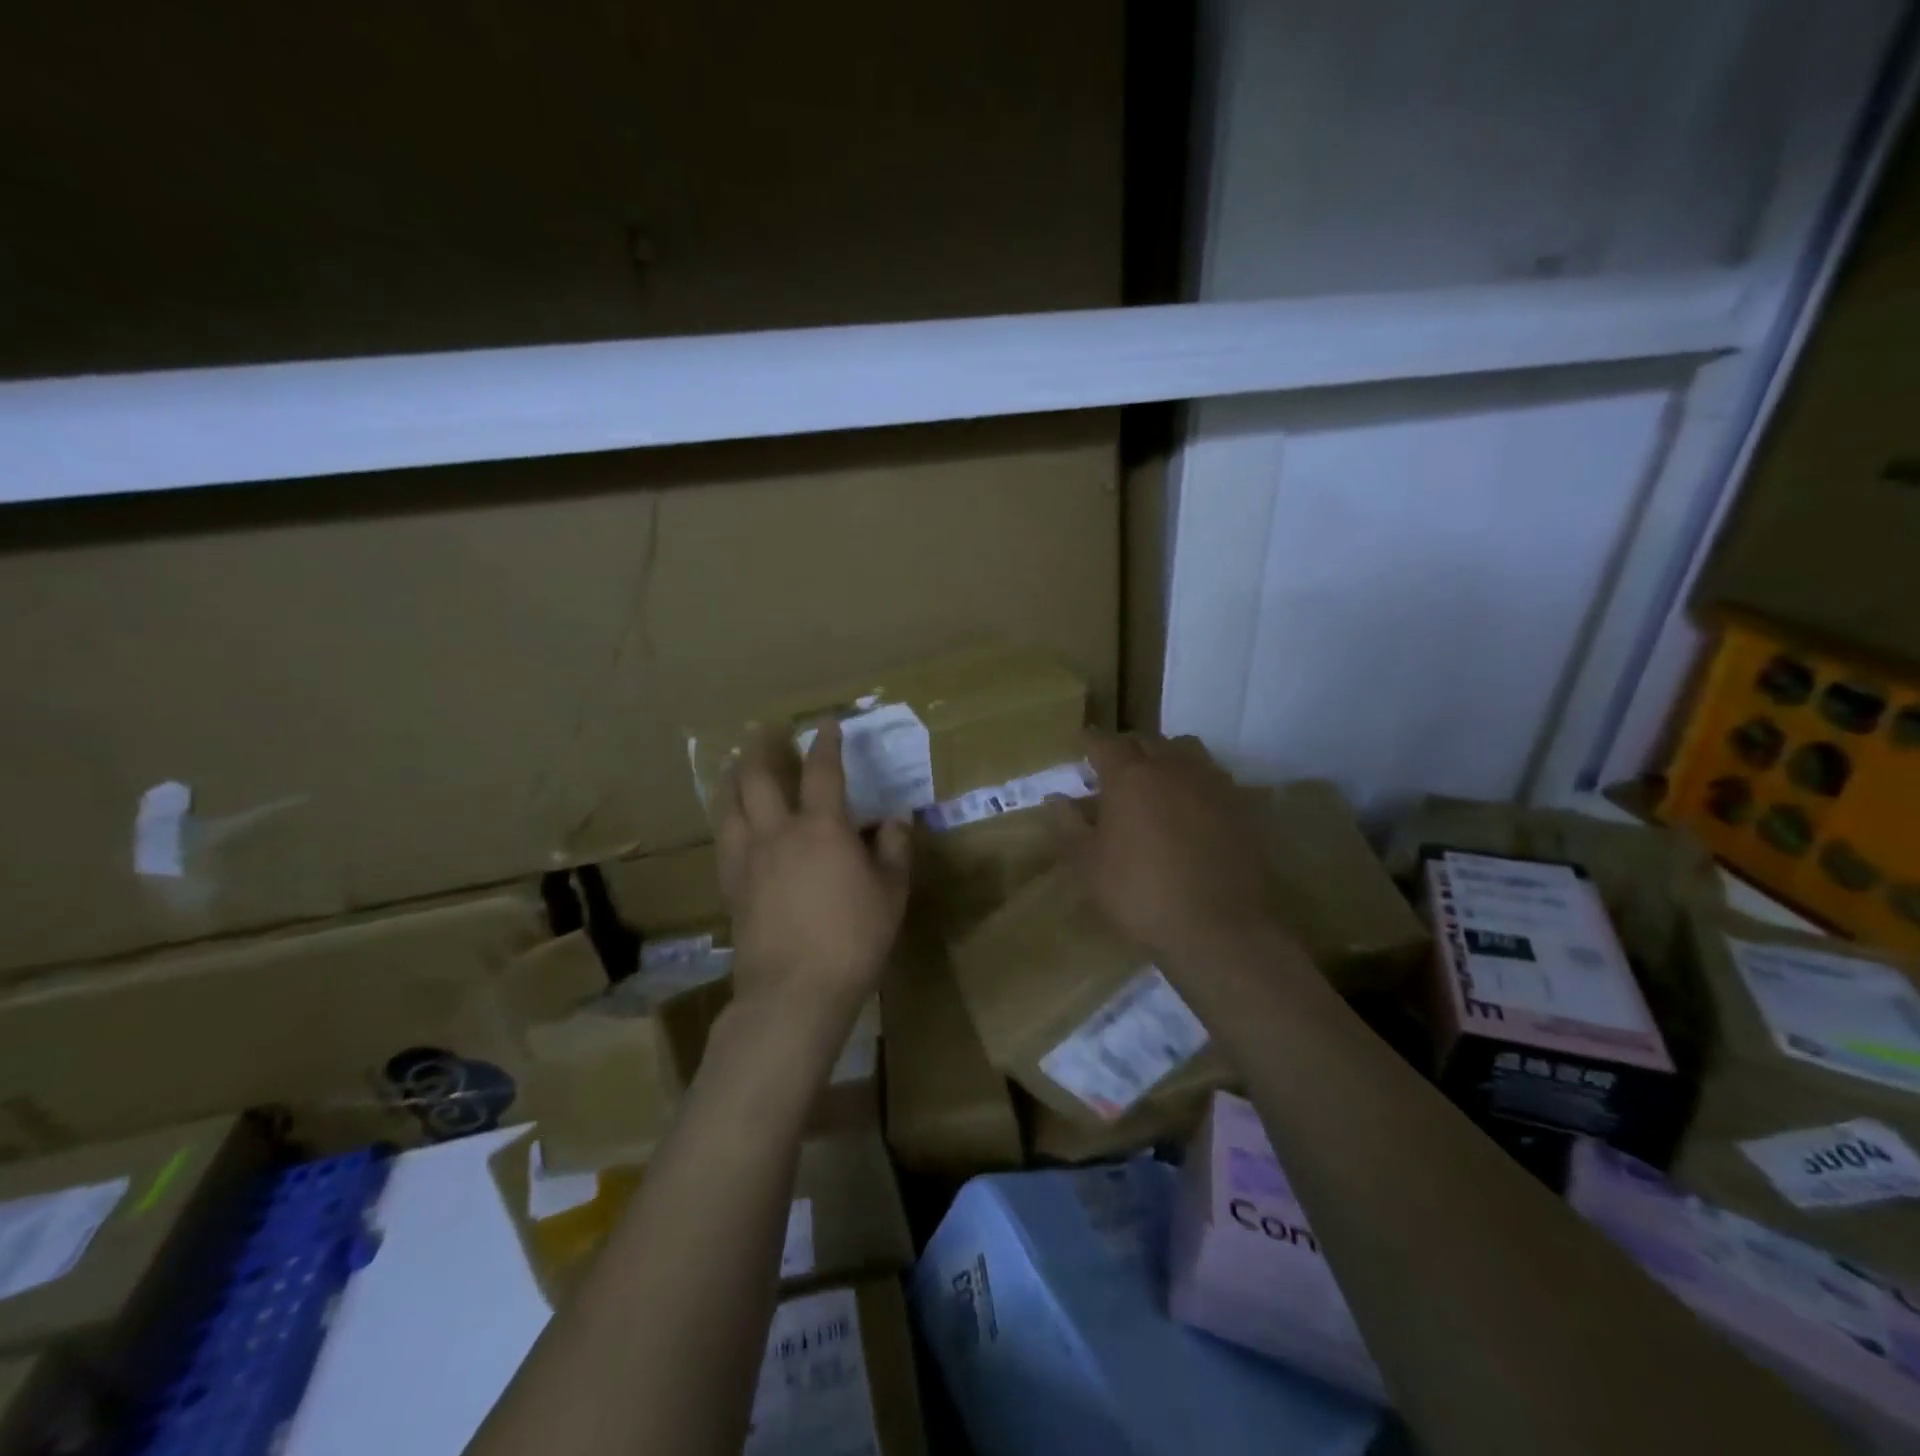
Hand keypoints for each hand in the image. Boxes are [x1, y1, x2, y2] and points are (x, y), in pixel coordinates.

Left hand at [716, 722, 910, 1017]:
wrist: (795, 991)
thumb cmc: (853, 939)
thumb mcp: (891, 893)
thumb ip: (895, 850)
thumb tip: (896, 819)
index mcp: (822, 829)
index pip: (823, 772)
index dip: (826, 743)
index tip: (826, 724)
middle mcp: (778, 833)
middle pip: (757, 777)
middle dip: (760, 747)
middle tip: (763, 729)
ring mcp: (748, 859)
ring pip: (729, 805)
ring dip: (733, 778)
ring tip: (735, 765)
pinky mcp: (731, 886)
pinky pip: (723, 840)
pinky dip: (727, 820)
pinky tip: (731, 823)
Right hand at [1047, 733, 1276, 967]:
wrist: (1219, 926)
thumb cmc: (1140, 893)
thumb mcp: (1089, 865)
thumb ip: (1069, 826)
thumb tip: (1056, 798)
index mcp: (1129, 777)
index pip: (1104, 742)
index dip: (1089, 742)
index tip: (1080, 746)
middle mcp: (1171, 767)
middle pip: (1145, 741)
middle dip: (1125, 748)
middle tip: (1111, 768)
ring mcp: (1210, 782)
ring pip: (1183, 749)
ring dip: (1163, 756)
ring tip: (1153, 779)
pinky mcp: (1239, 804)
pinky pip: (1210, 774)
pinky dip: (1193, 778)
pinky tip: (1188, 804)